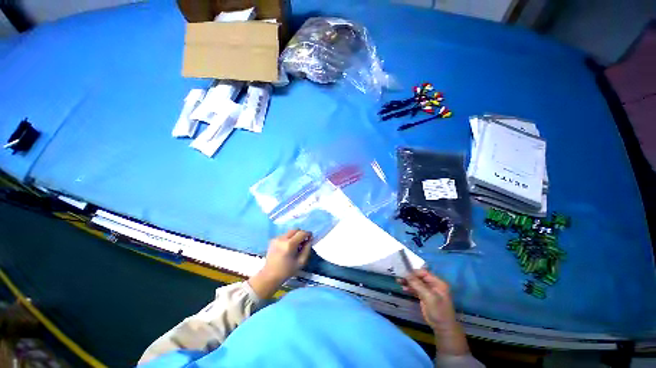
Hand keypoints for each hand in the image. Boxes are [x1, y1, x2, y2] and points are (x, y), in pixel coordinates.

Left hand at [248, 230, 311, 298]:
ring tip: (295, 245)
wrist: (269, 276)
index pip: (302, 233)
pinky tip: (288, 247)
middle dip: (301, 233)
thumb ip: (307, 249)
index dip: (308, 234)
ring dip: (295, 236)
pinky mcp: (273, 240)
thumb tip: (310, 240)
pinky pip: (284, 235)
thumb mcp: (301, 262)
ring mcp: (277, 239)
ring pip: (290, 232)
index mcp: (290, 244)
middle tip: (303, 241)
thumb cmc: (287, 271)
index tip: (311, 237)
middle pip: (295, 229)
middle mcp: (282, 239)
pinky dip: (289, 238)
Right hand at [398, 269, 468, 355]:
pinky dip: (410, 288)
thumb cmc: (438, 311)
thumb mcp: (429, 297)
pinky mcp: (425, 296)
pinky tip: (404, 288)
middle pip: (419, 277)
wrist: (443, 328)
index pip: (424, 273)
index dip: (414, 272)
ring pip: (416, 283)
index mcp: (438, 283)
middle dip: (409, 277)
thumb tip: (406, 274)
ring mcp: (429, 291)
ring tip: (399, 282)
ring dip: (408, 282)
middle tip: (399, 277)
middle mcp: (433, 285)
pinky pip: (416, 289)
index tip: (404, 273)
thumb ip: (418, 285)